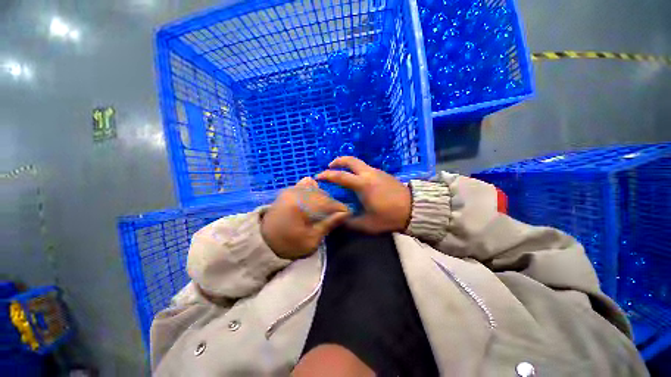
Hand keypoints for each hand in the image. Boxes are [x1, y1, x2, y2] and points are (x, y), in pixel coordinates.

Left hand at [261, 177, 350, 259]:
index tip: (346, 215)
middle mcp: (296, 193)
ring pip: (316, 188)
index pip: (328, 203)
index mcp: (300, 206)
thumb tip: (346, 213)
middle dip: (331, 205)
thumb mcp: (311, 240)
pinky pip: (306, 184)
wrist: (263, 241)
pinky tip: (311, 201)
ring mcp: (291, 189)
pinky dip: (312, 191)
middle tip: (331, 216)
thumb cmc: (288, 244)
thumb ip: (328, 224)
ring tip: (320, 211)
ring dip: (322, 198)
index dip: (339, 209)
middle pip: (323, 194)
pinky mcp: (289, 190)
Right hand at [316, 156, 411, 233]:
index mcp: (363, 185)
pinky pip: (366, 167)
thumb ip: (350, 222)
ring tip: (342, 173)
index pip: (340, 176)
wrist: (414, 209)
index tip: (318, 176)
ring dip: (348, 164)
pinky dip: (357, 169)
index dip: (327, 175)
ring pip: (359, 162)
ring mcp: (377, 172)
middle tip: (330, 166)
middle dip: (338, 161)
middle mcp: (368, 174)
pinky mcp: (383, 173)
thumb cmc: (389, 216)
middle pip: (350, 160)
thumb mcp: (367, 224)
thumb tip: (339, 218)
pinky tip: (357, 179)